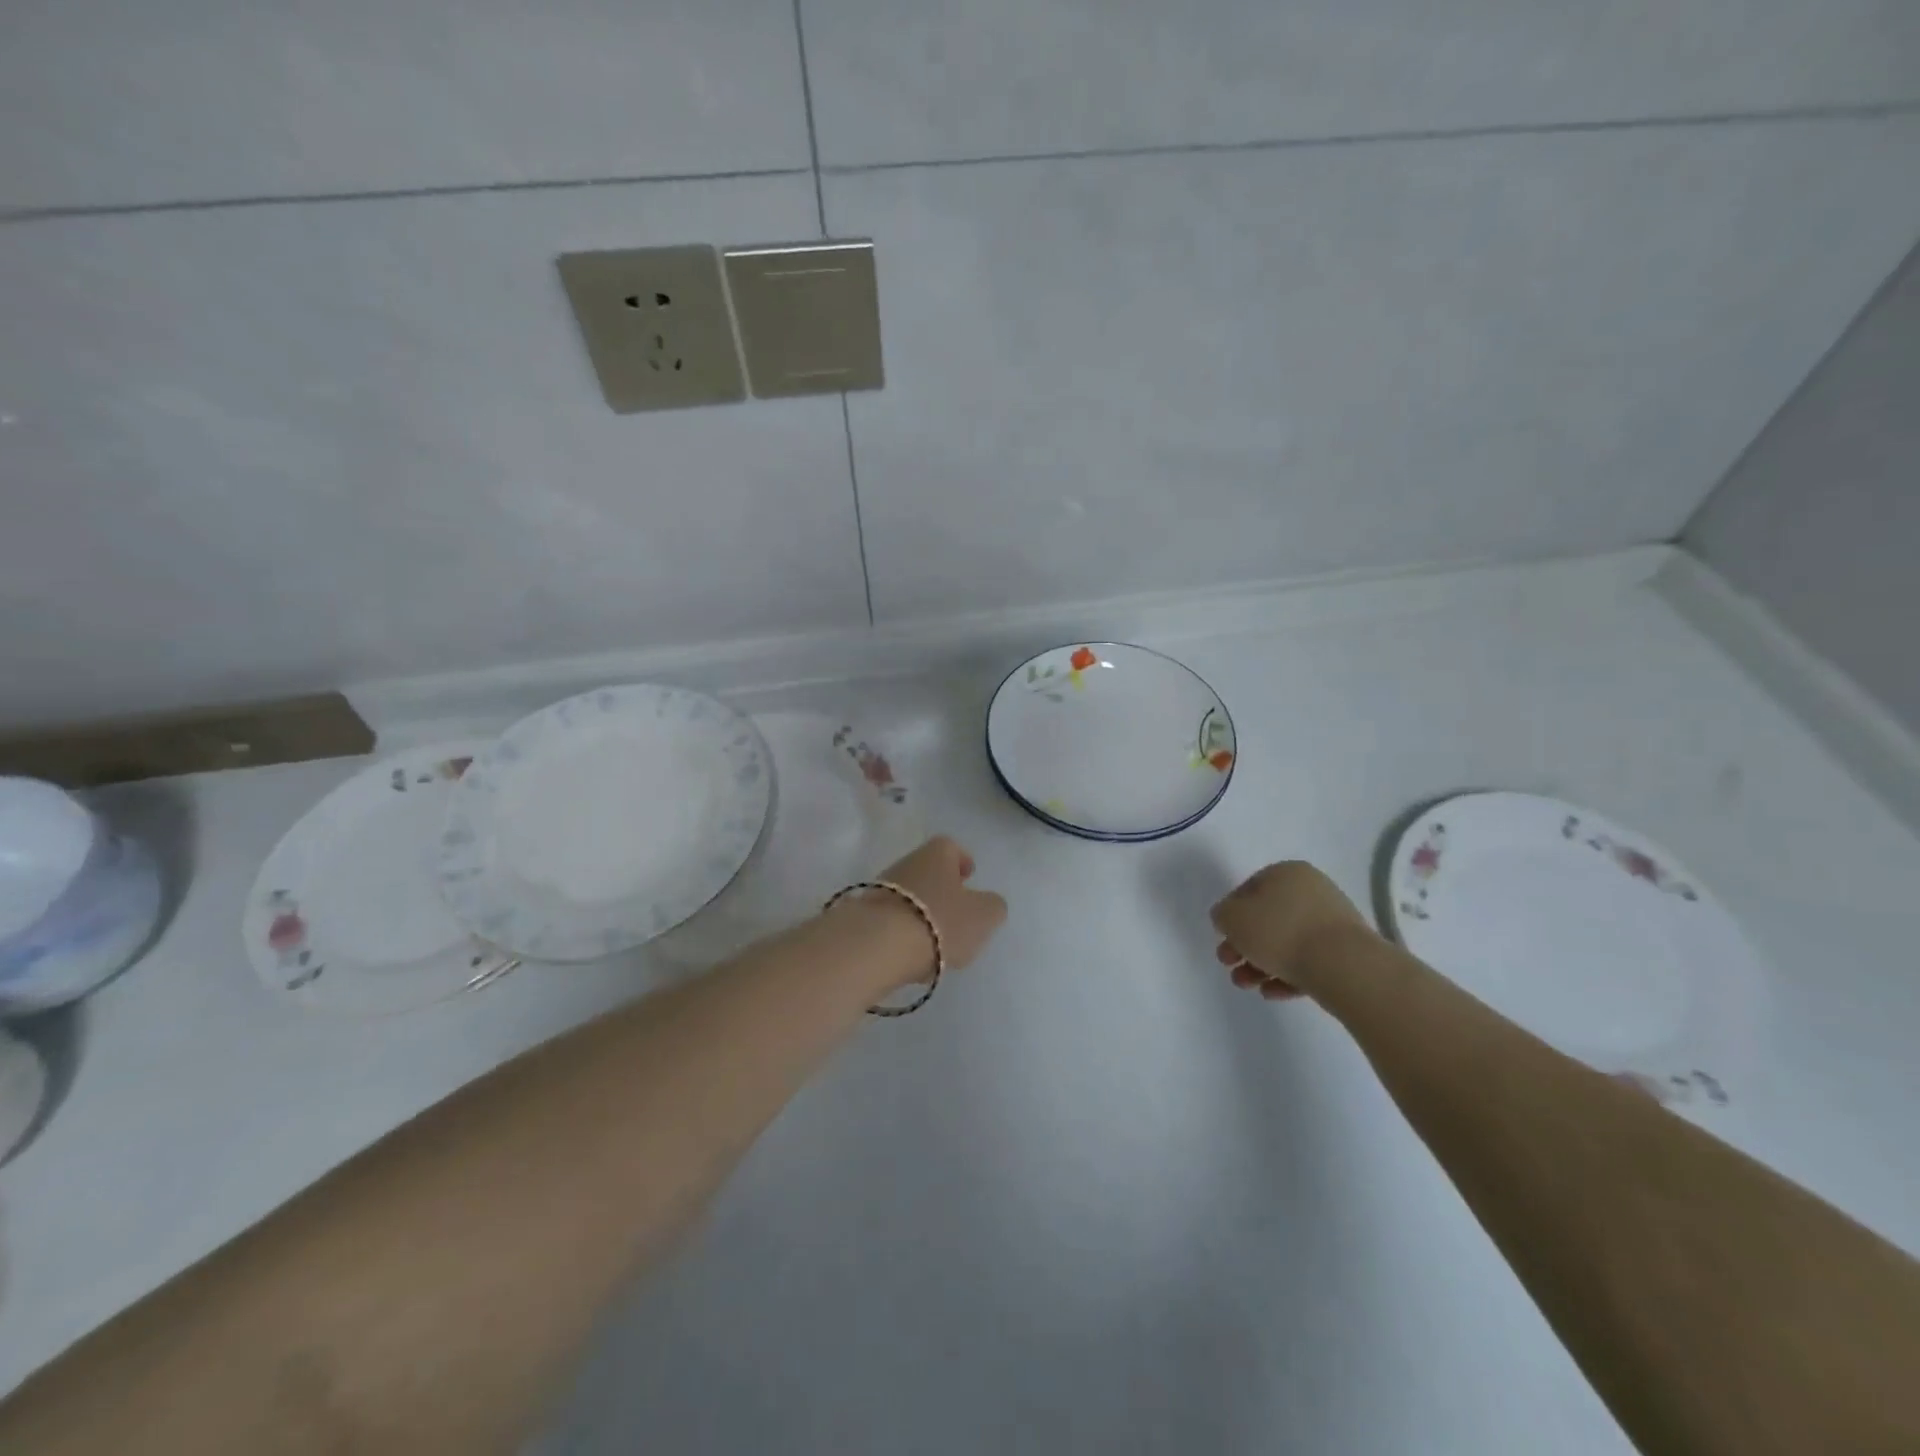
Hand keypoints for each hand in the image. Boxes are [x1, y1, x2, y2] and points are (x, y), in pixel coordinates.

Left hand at [824, 836, 1008, 992]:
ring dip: (922, 912)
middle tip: (956, 912)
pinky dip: (903, 932)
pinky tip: (911, 955)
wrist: (878, 944)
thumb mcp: (985, 915)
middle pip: (927, 871)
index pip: (951, 847)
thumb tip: (988, 903)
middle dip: (941, 889)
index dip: (962, 860)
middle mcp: (906, 862)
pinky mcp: (863, 916)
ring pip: (908, 896)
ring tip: (936, 941)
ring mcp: (880, 888)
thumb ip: (993, 906)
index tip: (969, 876)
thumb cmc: (940, 921)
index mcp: (937, 853)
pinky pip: (891, 920)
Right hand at [1211, 861, 1372, 1001]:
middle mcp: (1312, 891)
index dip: (1230, 914)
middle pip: (1267, 919)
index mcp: (1286, 873)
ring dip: (1260, 964)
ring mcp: (1331, 923)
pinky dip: (1286, 975)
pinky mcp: (1345, 953)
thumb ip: (1222, 914)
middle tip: (1228, 964)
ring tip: (1246, 985)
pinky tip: (1271, 992)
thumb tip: (1227, 918)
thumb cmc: (1280, 932)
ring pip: (1286, 942)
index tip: (1222, 937)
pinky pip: (1308, 961)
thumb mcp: (1233, 918)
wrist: (1343, 966)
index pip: (1249, 889)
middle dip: (1244, 945)